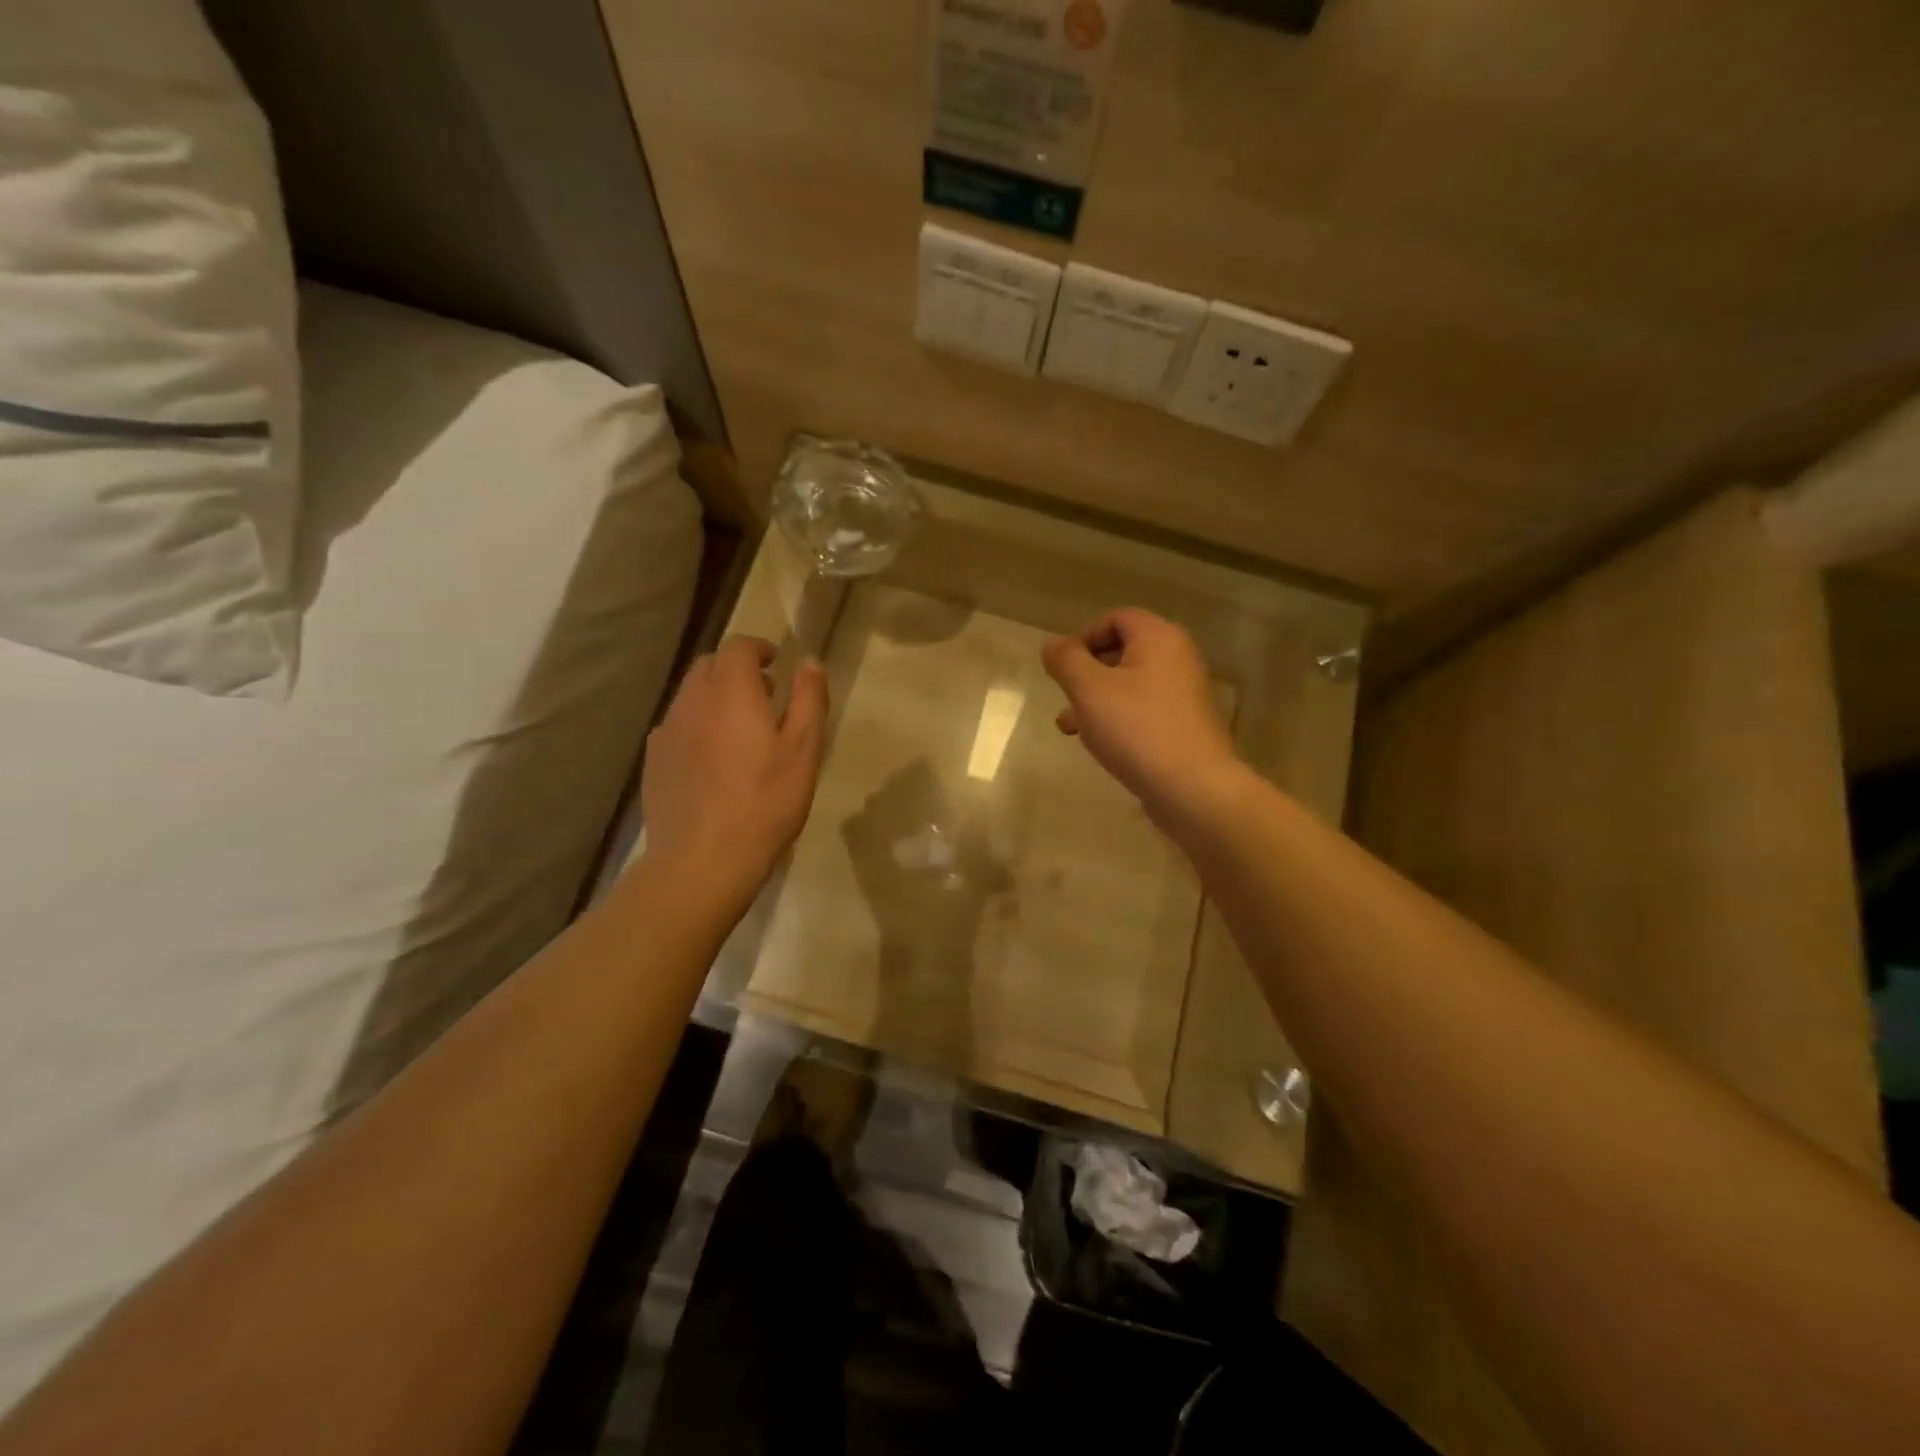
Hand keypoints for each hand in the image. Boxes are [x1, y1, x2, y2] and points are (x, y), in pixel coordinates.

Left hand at [641, 636, 828, 895]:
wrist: (702, 860)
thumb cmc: (765, 802)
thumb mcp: (803, 750)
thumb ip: (808, 699)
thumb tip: (809, 661)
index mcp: (730, 692)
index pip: (737, 647)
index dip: (758, 649)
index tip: (776, 663)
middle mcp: (691, 701)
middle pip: (709, 667)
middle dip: (736, 670)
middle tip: (764, 694)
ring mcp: (666, 732)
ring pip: (690, 697)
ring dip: (715, 698)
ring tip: (740, 729)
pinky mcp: (654, 762)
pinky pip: (677, 727)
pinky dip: (697, 726)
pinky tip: (713, 759)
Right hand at [1041, 608, 1241, 828]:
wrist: (1194, 788)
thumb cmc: (1137, 729)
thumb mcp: (1089, 690)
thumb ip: (1066, 661)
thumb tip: (1052, 644)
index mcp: (1159, 638)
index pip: (1116, 618)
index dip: (1083, 637)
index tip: (1062, 668)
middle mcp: (1178, 658)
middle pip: (1123, 652)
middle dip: (1086, 674)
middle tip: (1064, 698)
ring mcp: (1186, 694)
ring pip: (1130, 686)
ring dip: (1096, 701)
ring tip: (1070, 729)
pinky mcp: (1186, 727)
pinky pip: (1145, 711)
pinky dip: (1120, 720)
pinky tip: (1103, 745)